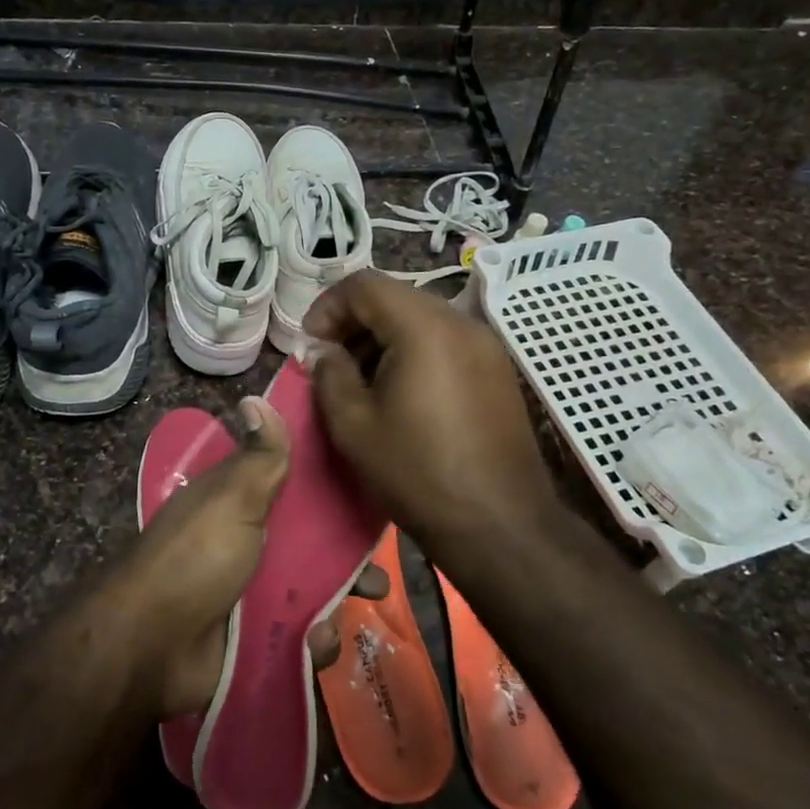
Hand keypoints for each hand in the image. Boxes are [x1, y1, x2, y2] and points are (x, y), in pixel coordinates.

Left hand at [108, 396, 387, 717]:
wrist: (151, 648)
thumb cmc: (197, 559)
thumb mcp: (232, 498)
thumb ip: (259, 457)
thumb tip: (256, 397)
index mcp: (240, 503)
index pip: (293, 486)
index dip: (331, 488)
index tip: (372, 491)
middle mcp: (248, 544)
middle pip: (311, 543)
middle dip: (348, 557)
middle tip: (377, 570)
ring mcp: (252, 593)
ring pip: (313, 591)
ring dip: (338, 602)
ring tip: (363, 604)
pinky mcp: (257, 637)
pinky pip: (300, 636)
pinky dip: (314, 640)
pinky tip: (316, 641)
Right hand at [305, 271, 557, 563]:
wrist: (498, 523)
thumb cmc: (417, 472)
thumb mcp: (353, 425)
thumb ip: (329, 374)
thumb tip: (322, 350)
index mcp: (424, 326)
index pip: (364, 284)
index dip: (327, 307)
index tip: (311, 346)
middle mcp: (461, 322)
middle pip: (395, 297)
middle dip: (354, 323)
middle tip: (331, 364)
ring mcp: (486, 345)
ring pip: (421, 319)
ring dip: (384, 338)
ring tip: (364, 383)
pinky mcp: (497, 370)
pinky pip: (446, 341)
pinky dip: (414, 352)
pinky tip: (402, 394)